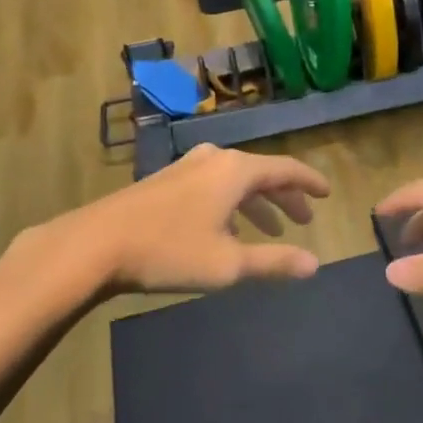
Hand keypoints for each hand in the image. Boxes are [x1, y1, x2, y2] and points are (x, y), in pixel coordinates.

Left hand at [55, 145, 330, 293]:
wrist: (95, 244)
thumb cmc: (169, 251)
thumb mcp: (228, 264)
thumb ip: (274, 261)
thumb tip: (315, 264)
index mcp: (236, 171)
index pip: (286, 169)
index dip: (309, 182)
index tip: (327, 193)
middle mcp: (215, 159)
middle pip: (261, 173)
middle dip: (285, 197)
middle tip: (303, 220)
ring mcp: (187, 167)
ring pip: (235, 181)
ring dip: (257, 204)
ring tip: (270, 231)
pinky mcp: (166, 181)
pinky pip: (213, 186)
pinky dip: (231, 204)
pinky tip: (226, 230)